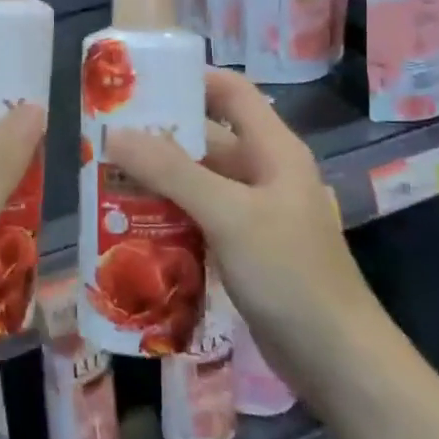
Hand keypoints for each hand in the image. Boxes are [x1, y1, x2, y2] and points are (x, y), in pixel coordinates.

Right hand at [105, 68, 384, 389]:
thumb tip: (114, 134)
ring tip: (104, 178)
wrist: (336, 360)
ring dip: (155, 179)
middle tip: (103, 136)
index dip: (189, 78)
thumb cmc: (289, 273)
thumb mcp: (229, 214)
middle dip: (156, 136)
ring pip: (196, 181)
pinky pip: (196, 217)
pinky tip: (128, 223)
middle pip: (205, 139)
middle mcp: (262, 173)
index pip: (231, 92)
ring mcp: (251, 214)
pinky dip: (166, 214)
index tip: (138, 81)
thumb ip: (172, 172)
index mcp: (272, 150)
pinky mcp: (240, 248)